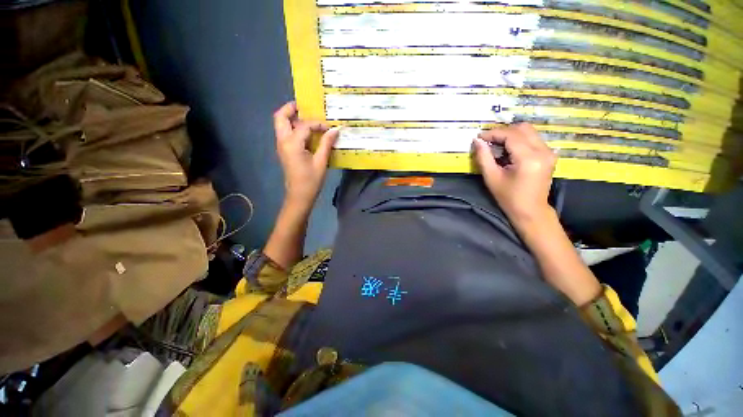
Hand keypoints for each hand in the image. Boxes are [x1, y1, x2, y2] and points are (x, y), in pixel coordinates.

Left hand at [274, 102, 339, 210]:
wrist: (299, 196)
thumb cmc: (311, 181)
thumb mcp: (321, 162)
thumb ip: (326, 144)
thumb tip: (335, 130)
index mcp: (292, 144)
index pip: (304, 125)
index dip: (317, 123)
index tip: (329, 127)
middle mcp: (283, 141)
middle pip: (280, 117)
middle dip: (291, 108)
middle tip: (305, 107)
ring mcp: (281, 146)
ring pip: (281, 124)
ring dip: (292, 118)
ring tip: (308, 118)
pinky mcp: (284, 151)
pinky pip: (286, 133)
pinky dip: (294, 127)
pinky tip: (307, 132)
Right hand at [473, 123, 556, 225]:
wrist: (530, 210)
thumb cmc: (508, 197)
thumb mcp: (492, 178)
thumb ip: (483, 157)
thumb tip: (477, 141)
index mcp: (529, 158)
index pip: (511, 135)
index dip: (493, 133)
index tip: (479, 137)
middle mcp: (543, 151)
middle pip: (522, 128)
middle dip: (502, 131)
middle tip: (487, 140)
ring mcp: (548, 152)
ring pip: (529, 131)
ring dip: (510, 134)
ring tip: (496, 144)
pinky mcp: (549, 154)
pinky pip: (533, 138)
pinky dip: (518, 139)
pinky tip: (508, 149)